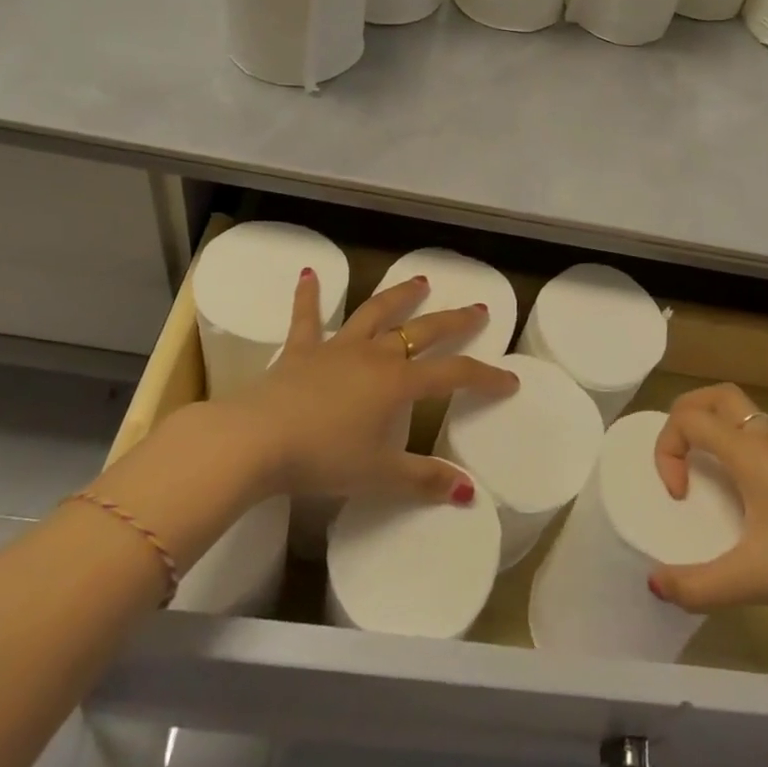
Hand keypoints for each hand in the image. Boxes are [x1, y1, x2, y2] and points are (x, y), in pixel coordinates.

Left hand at [223, 269, 518, 504]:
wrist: (257, 440)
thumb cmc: (323, 458)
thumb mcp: (378, 477)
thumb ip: (424, 481)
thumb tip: (469, 492)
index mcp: (399, 383)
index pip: (455, 375)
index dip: (486, 377)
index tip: (510, 380)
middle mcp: (375, 355)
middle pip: (423, 331)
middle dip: (454, 321)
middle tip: (478, 309)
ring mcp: (337, 348)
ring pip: (376, 313)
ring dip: (400, 296)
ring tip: (420, 282)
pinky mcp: (300, 350)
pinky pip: (307, 317)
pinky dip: (309, 295)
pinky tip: (308, 273)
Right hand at [648, 383, 767, 626]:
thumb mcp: (755, 579)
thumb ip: (700, 585)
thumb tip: (655, 585)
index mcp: (750, 451)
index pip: (690, 418)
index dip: (667, 449)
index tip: (679, 497)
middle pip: (716, 396)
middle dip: (685, 416)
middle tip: (678, 459)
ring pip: (740, 417)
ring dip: (712, 433)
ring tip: (705, 479)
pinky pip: (758, 442)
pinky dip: (735, 452)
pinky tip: (741, 500)